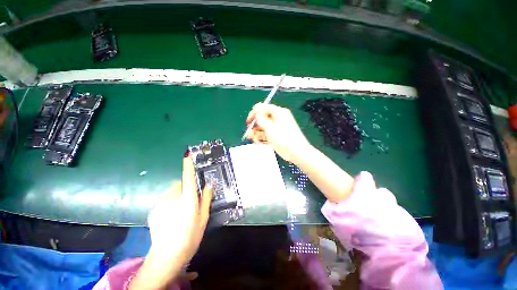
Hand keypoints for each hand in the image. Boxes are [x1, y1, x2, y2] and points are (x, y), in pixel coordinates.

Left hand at [130, 158, 211, 289]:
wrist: (167, 256)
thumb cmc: (190, 236)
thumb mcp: (203, 217)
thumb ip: (206, 198)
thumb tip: (209, 184)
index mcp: (187, 199)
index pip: (188, 177)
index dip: (188, 166)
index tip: (187, 155)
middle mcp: (173, 197)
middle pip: (181, 184)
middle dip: (186, 189)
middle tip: (190, 202)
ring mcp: (161, 203)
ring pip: (173, 192)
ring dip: (178, 196)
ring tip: (180, 213)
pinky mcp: (154, 208)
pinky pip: (166, 199)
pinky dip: (170, 203)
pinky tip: (172, 217)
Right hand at [245, 103, 310, 162]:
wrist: (296, 152)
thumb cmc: (283, 137)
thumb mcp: (270, 127)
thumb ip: (261, 117)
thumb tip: (256, 106)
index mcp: (278, 113)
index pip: (264, 108)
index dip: (254, 114)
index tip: (248, 122)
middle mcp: (278, 119)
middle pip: (263, 119)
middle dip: (255, 126)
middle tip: (249, 133)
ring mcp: (277, 128)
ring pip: (264, 128)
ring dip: (257, 133)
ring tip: (253, 139)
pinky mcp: (277, 137)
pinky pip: (267, 135)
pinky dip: (262, 138)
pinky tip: (258, 142)